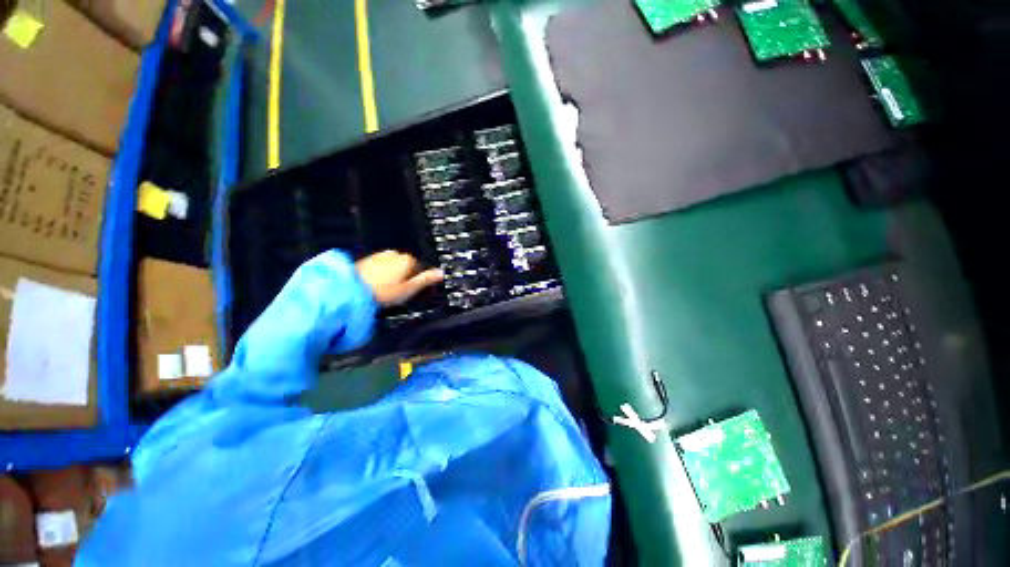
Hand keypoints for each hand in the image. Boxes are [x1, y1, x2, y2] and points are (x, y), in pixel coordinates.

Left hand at [356, 251, 443, 306]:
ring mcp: (380, 255)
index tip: (412, 291)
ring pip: (393, 266)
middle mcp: (394, 254)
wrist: (351, 290)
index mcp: (407, 260)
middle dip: (405, 277)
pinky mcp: (367, 260)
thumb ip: (426, 280)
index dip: (418, 281)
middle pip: (406, 266)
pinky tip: (376, 285)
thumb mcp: (409, 289)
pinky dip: (381, 275)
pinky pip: (381, 267)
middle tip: (398, 293)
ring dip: (393, 276)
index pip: (420, 268)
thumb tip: (441, 273)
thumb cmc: (383, 292)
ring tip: (386, 291)